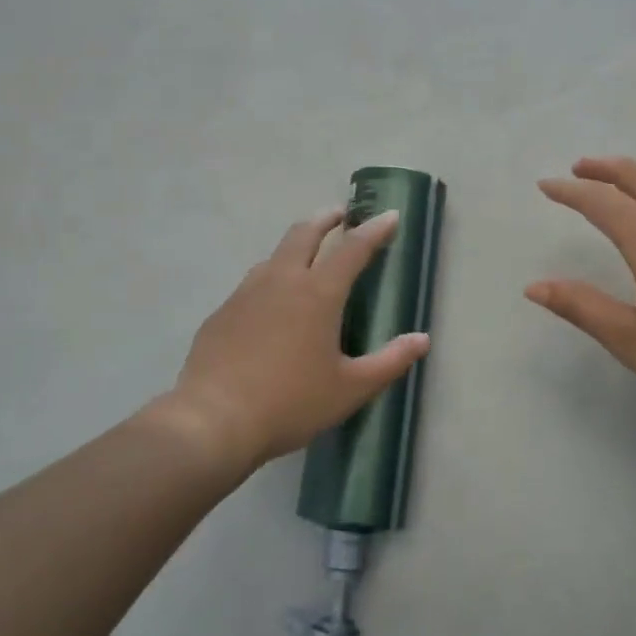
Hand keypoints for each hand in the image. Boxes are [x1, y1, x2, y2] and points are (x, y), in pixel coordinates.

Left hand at [170, 207, 430, 473]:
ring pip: (275, 254)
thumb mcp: (350, 388)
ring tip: (307, 254)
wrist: (213, 420)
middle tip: (341, 215)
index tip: (389, 215)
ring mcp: (246, 293)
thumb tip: (422, 339)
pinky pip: (253, 282)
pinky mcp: (223, 311)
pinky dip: (271, 276)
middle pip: (305, 233)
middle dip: (326, 219)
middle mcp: (282, 280)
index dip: (374, 230)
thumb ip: (390, 361)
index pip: (353, 248)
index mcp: (318, 293)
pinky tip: (271, 301)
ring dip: (296, 244)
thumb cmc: (291, 402)